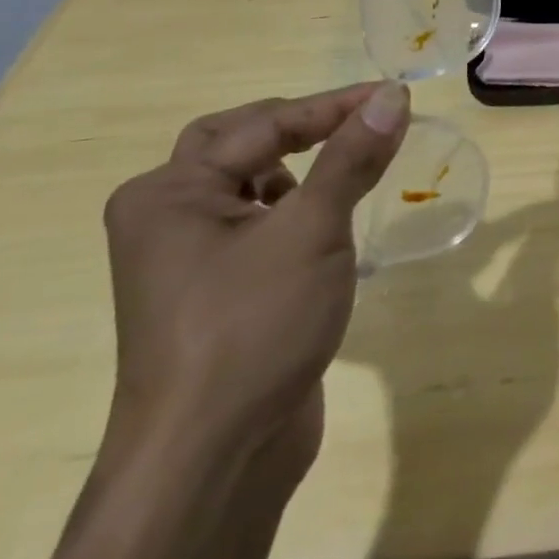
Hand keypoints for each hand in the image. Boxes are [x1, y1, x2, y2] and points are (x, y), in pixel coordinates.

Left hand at [99, 81, 410, 474]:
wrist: (212, 462)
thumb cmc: (254, 326)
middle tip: (355, 121)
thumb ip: (352, 157)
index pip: (265, 124)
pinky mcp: (212, 295)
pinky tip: (326, 227)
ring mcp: (183, 261)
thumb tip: (393, 96)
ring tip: (347, 169)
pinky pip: (253, 226)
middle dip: (299, 127)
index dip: (334, 106)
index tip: (394, 96)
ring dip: (297, 168)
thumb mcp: (313, 229)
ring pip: (245, 185)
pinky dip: (292, 209)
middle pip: (237, 143)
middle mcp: (164, 218)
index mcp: (169, 193)